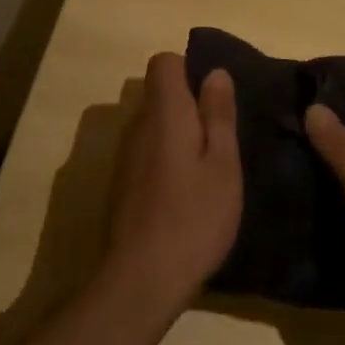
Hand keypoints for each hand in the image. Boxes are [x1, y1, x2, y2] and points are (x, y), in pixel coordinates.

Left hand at [103, 52, 241, 314]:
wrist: (140, 282)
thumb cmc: (193, 218)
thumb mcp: (222, 164)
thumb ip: (218, 115)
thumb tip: (215, 72)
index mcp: (165, 113)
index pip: (164, 63)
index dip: (189, 69)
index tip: (213, 97)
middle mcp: (138, 126)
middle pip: (159, 94)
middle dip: (188, 105)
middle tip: (220, 137)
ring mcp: (125, 157)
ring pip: (153, 125)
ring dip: (178, 135)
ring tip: (208, 168)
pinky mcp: (121, 185)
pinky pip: (147, 152)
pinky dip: (166, 160)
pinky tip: (185, 194)